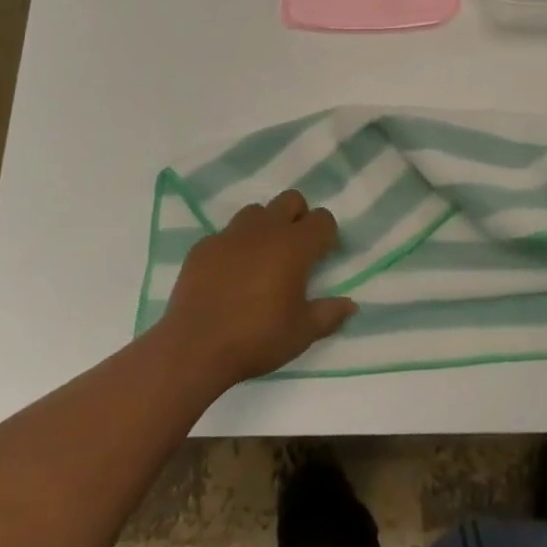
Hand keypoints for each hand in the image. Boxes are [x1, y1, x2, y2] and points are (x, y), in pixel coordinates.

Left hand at [161, 190, 356, 389]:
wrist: (194, 347)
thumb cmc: (257, 337)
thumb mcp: (301, 333)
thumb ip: (329, 314)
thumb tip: (351, 305)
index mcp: (294, 245)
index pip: (323, 219)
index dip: (327, 235)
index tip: (322, 257)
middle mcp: (265, 229)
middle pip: (291, 199)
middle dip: (299, 217)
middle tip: (295, 251)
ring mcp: (231, 234)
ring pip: (256, 211)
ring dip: (265, 226)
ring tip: (261, 259)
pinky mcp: (204, 245)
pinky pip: (226, 234)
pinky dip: (234, 246)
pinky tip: (229, 275)